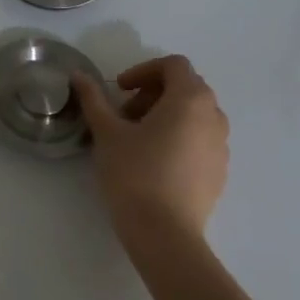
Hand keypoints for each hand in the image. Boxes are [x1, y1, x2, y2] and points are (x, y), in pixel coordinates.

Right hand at [74, 56, 229, 237]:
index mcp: (191, 99)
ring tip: (138, 140)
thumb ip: (94, 98)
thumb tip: (78, 74)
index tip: (119, 90)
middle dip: (153, 94)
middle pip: (185, 88)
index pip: (173, 65)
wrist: (165, 234)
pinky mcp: (220, 172)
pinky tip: (155, 164)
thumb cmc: (135, 174)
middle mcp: (214, 116)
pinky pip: (200, 141)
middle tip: (124, 116)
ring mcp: (222, 146)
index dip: (143, 71)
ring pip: (194, 116)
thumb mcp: (107, 133)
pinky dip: (179, 139)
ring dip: (166, 116)